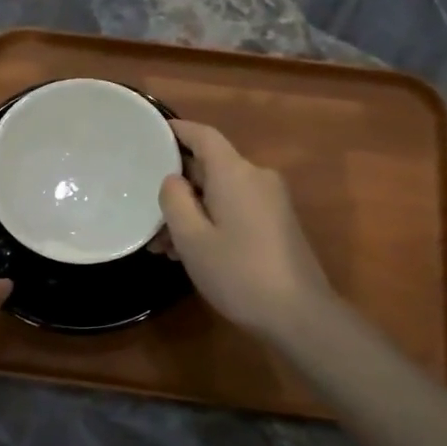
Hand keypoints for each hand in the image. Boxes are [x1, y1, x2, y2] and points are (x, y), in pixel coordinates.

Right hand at [159, 121, 334, 344]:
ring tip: (164, 246)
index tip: (153, 133)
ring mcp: (271, 201)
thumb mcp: (192, 239)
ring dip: (192, 211)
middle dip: (177, 187)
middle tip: (147, 212)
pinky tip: (191, 252)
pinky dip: (212, 221)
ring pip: (221, 193)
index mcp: (235, 173)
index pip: (204, 136)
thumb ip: (175, 200)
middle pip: (211, 167)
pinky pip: (237, 208)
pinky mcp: (278, 223)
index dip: (178, 130)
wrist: (299, 315)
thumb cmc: (238, 273)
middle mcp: (256, 177)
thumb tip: (173, 180)